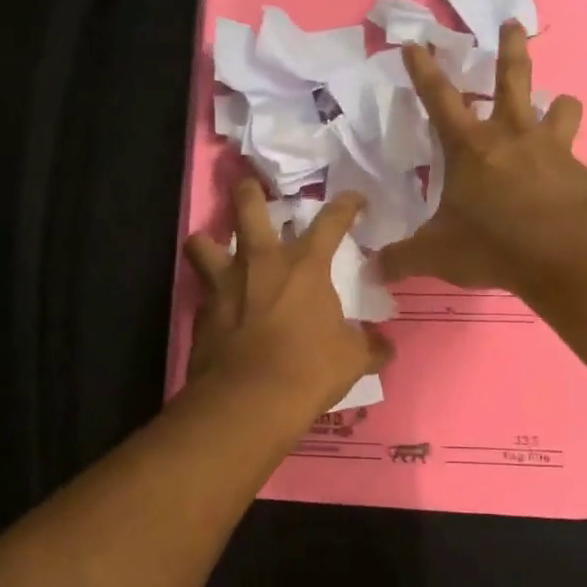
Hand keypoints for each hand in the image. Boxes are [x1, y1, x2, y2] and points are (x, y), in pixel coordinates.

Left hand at [185, 179, 394, 416]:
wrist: (250, 400)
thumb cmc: (309, 369)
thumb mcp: (352, 359)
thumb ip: (370, 347)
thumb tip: (385, 348)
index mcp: (305, 265)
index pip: (331, 221)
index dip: (346, 205)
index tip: (354, 199)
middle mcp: (261, 262)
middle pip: (249, 207)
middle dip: (249, 191)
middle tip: (250, 186)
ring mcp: (225, 284)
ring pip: (202, 242)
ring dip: (208, 240)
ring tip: (213, 246)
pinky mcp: (201, 312)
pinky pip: (202, 291)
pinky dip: (209, 294)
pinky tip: (218, 308)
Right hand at [378, 22, 586, 293]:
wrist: (563, 253)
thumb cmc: (492, 243)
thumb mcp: (436, 255)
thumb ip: (402, 258)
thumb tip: (371, 270)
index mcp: (469, 146)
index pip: (439, 98)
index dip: (423, 70)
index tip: (415, 44)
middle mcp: (510, 135)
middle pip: (512, 78)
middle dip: (509, 48)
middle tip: (511, 23)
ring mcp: (549, 149)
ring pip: (558, 107)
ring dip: (556, 102)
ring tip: (557, 103)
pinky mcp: (578, 171)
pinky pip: (573, 152)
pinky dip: (567, 155)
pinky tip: (565, 172)